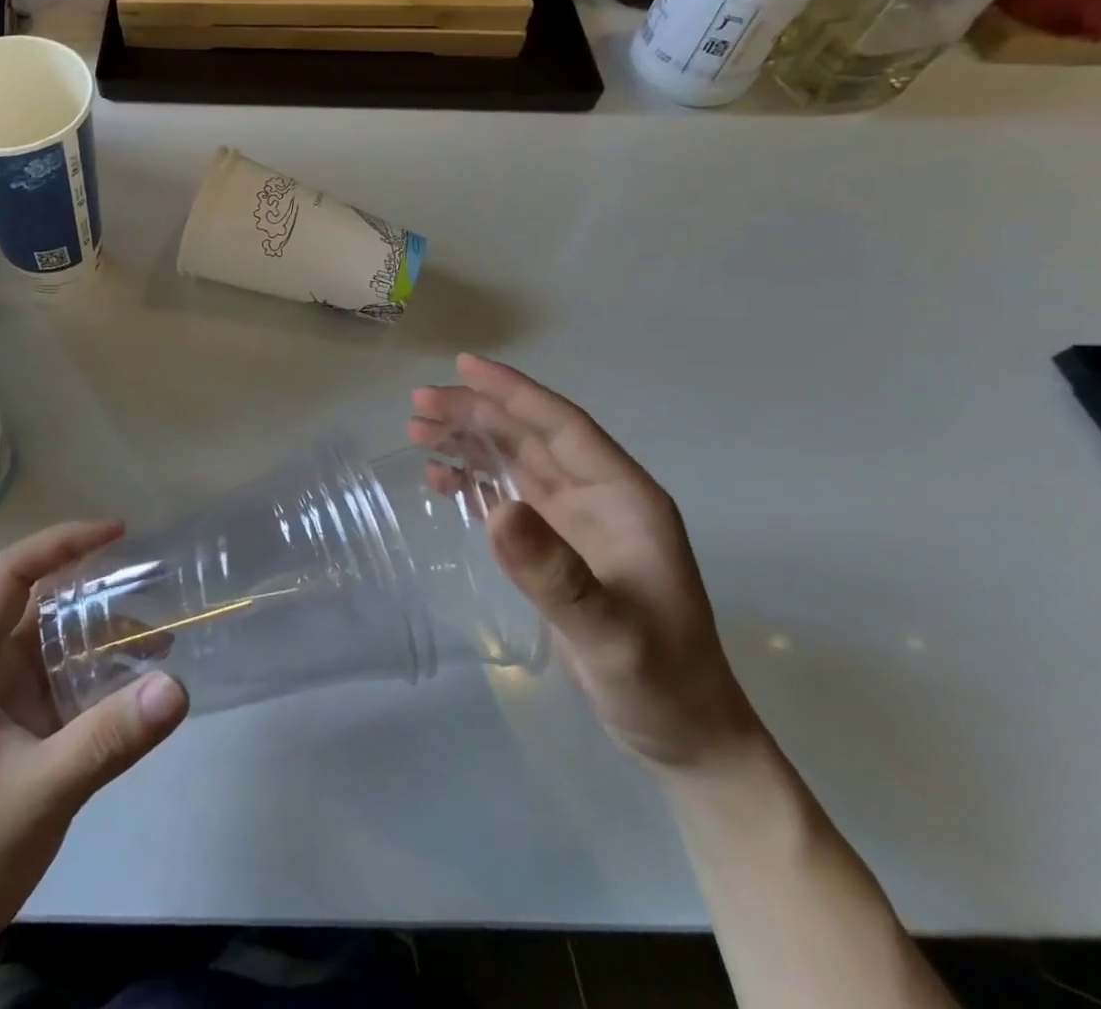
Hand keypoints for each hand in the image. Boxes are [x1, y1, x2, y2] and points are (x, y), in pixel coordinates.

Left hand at [0, 521, 188, 1008]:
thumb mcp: (38, 795)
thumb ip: (107, 739)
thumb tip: (177, 686)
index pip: (10, 574)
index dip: (62, 543)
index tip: (119, 532)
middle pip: (36, 602)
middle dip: (93, 586)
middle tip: (154, 581)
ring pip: (51, 643)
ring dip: (100, 635)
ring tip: (160, 638)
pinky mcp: (9, 732)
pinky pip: (58, 682)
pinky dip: (96, 674)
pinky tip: (136, 688)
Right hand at [411, 355, 758, 770]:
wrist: (682, 735)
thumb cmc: (658, 679)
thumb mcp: (609, 632)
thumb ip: (555, 574)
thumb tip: (497, 510)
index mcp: (623, 497)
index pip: (562, 426)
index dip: (513, 392)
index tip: (463, 366)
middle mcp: (597, 497)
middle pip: (529, 437)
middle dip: (476, 414)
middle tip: (418, 403)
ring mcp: (575, 522)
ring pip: (515, 461)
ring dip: (470, 441)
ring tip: (418, 430)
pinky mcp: (555, 548)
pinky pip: (507, 497)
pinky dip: (473, 482)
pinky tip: (442, 480)